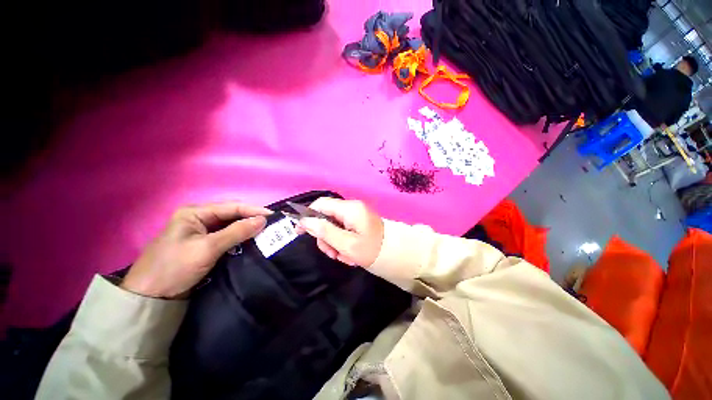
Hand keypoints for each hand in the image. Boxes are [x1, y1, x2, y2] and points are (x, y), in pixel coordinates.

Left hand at [121, 202, 270, 298]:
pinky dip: (240, 239)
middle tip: (271, 225)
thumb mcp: (207, 248)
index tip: (273, 216)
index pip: (231, 207)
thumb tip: (263, 220)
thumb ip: (237, 232)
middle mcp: (199, 219)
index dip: (253, 210)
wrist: (151, 297)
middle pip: (232, 215)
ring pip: (231, 226)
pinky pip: (227, 237)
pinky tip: (252, 241)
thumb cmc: (175, 267)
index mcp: (195, 213)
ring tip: (266, 232)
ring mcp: (202, 232)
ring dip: (247, 229)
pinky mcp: (204, 245)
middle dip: (251, 219)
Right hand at [297, 198, 383, 266]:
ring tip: (343, 257)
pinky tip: (349, 254)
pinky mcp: (358, 222)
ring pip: (333, 226)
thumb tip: (305, 221)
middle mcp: (352, 208)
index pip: (321, 204)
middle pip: (326, 217)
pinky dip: (341, 242)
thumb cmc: (373, 250)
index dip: (308, 216)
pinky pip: (342, 230)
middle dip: (325, 237)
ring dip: (333, 243)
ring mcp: (355, 215)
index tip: (300, 232)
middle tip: (332, 254)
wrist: (397, 255)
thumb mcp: (347, 244)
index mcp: (350, 209)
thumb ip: (325, 232)